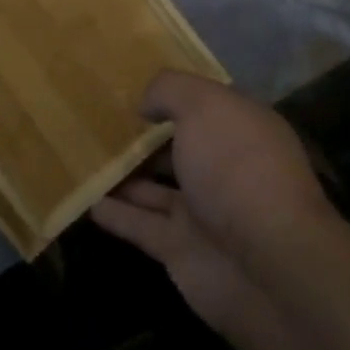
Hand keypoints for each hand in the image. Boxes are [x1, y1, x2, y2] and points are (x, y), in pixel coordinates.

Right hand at [92, 72, 332, 337]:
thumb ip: (170, 91)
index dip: (171, 93)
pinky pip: (139, 224)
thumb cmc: (236, 167)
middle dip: (144, 135)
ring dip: (123, 173)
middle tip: (97, 119)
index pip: (203, 103)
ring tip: (82, 155)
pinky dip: (114, 213)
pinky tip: (85, 199)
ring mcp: (203, 211)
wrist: (267, 266)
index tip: (131, 83)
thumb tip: (146, 102)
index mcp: (239, 128)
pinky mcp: (180, 249)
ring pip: (154, 187)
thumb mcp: (203, 106)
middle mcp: (223, 167)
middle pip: (177, 146)